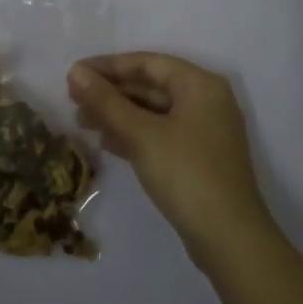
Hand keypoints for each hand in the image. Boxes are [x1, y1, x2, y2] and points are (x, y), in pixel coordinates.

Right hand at [68, 52, 272, 263]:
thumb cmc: (186, 174)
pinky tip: (107, 143)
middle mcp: (206, 100)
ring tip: (82, 123)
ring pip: (153, 112)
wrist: (229, 239)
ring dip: (118, 115)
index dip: (107, 66)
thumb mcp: (141, 134)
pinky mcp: (199, 158)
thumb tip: (75, 71)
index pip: (147, 63)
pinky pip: (160, 134)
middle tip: (73, 101)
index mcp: (200, 84)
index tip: (74, 74)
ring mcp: (204, 131)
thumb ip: (106, 101)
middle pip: (150, 86)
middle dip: (111, 93)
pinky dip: (134, 134)